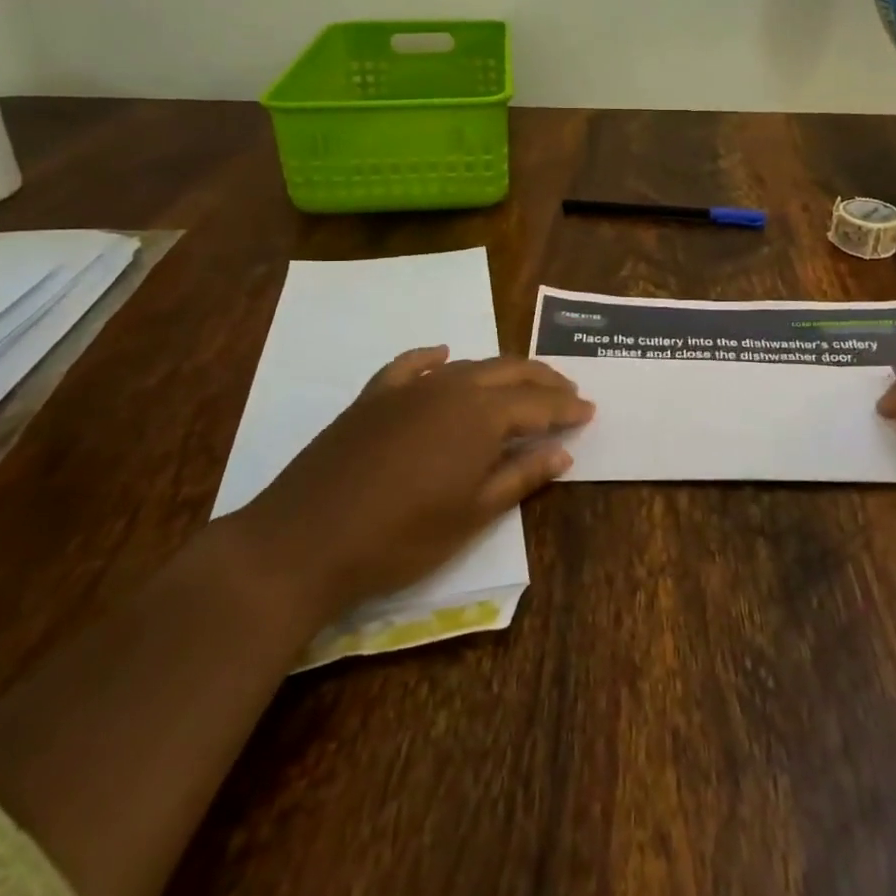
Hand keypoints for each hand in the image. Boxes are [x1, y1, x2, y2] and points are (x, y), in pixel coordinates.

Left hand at [234, 347, 593, 613]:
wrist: (304, 541)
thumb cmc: (401, 537)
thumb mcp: (473, 514)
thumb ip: (521, 477)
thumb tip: (563, 452)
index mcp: (481, 416)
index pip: (537, 404)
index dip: (567, 407)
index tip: (590, 410)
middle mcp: (451, 387)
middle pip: (508, 372)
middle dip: (542, 380)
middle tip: (567, 391)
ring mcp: (408, 388)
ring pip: (468, 366)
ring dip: (501, 372)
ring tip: (522, 382)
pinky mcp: (373, 396)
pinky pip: (411, 365)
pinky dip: (434, 358)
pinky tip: (443, 355)